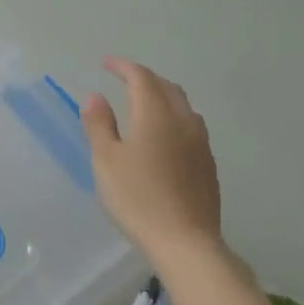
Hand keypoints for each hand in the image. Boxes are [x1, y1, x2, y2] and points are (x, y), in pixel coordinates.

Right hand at [81, 58, 222, 263]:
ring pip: (183, 107)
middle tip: (124, 80)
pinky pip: (190, 127)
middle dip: (145, 78)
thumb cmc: (137, 198)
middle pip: (167, 88)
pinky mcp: (207, 163)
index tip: (106, 63)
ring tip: (143, 104)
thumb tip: (95, 96)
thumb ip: (99, 125)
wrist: (185, 241)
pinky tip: (163, 136)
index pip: (142, 78)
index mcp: (156, 115)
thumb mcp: (106, 161)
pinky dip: (173, 118)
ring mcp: (201, 143)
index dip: (124, 67)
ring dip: (162, 97)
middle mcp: (184, 121)